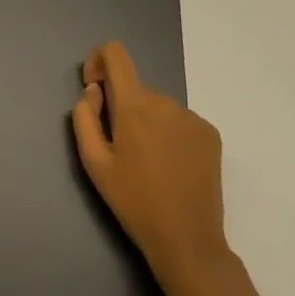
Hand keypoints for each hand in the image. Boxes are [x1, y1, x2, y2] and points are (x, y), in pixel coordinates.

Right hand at [71, 42, 230, 286]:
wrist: (188, 243)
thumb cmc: (135, 203)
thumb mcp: (94, 164)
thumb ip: (84, 117)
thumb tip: (95, 92)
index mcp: (134, 105)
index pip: (116, 53)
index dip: (99, 60)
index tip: (95, 90)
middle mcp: (165, 101)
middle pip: (135, 87)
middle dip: (123, 106)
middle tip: (121, 148)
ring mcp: (191, 116)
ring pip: (157, 105)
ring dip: (147, 121)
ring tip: (149, 163)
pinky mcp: (210, 133)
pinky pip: (179, 120)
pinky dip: (169, 133)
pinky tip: (171, 166)